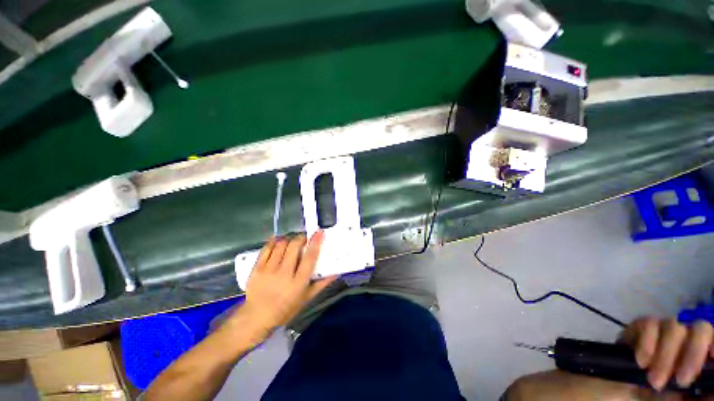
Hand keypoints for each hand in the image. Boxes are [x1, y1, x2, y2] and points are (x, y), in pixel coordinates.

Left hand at [227, 232, 335, 344]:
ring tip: (292, 241)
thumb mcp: (306, 298)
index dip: (315, 243)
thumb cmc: (285, 309)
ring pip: (281, 245)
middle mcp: (283, 274)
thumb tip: (336, 273)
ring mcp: (268, 270)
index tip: (319, 232)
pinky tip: (278, 240)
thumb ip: (321, 284)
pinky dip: (273, 241)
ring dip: (289, 240)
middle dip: (301, 238)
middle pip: (294, 247)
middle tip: (304, 238)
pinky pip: (266, 248)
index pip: (309, 258)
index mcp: (298, 283)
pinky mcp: (256, 268)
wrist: (256, 318)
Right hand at [621, 317, 713, 391]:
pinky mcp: (639, 327)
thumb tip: (711, 388)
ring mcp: (661, 331)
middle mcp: (686, 339)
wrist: (620, 394)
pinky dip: (646, 343)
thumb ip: (703, 394)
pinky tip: (640, 362)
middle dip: (693, 353)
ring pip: (673, 326)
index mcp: (700, 356)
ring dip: (665, 355)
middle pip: (700, 328)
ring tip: (653, 380)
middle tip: (680, 381)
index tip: (711, 361)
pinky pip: (647, 323)